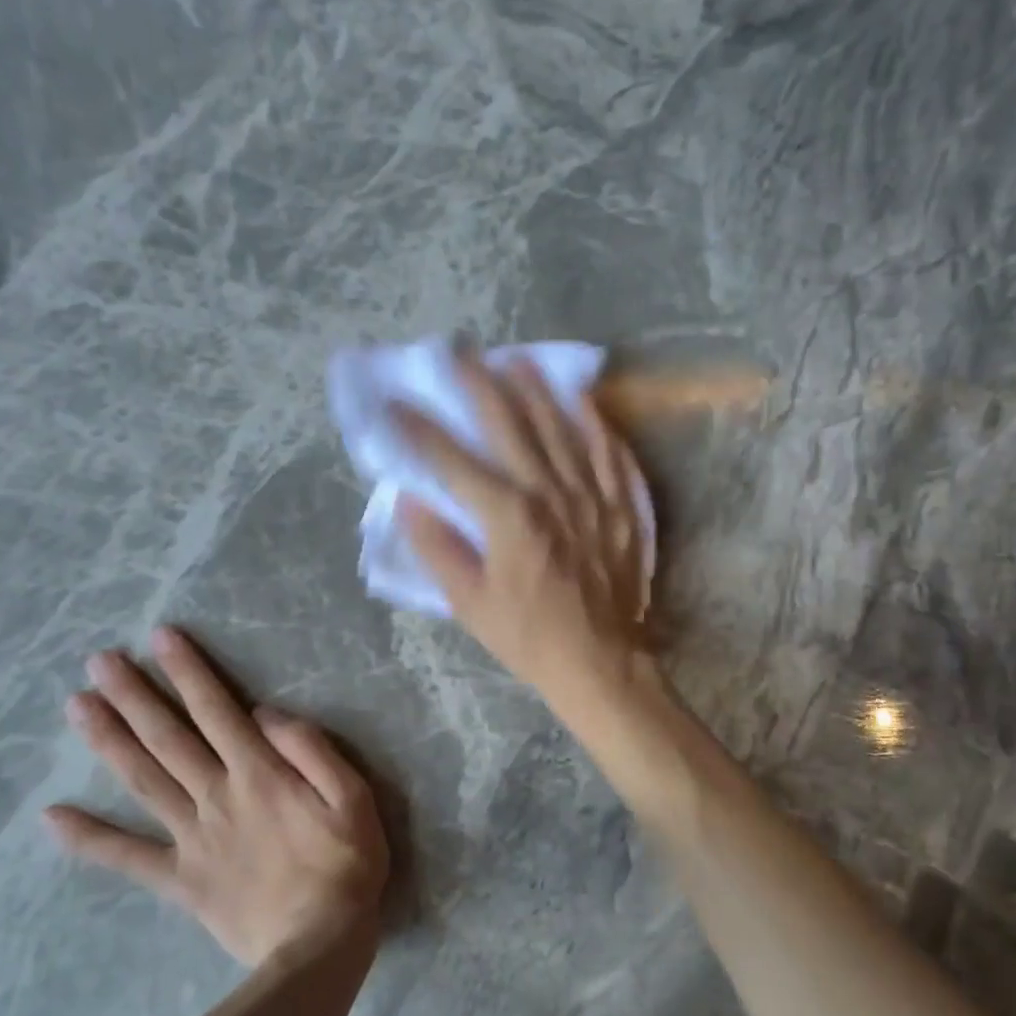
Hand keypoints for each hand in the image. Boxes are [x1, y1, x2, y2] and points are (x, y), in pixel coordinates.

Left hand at [46, 626, 389, 968]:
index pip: (217, 709)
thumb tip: (266, 714)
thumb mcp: (353, 796)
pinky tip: (52, 818)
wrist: (319, 945)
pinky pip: (129, 857)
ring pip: (143, 780)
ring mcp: (192, 837)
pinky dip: (89, 839)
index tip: (161, 638)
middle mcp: (216, 795)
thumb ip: (311, 750)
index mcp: (259, 773)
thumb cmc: (346, 863)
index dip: (189, 671)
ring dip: (109, 741)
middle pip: (168, 737)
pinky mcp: (180, 880)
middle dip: (134, 695)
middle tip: (98, 661)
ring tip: (76, 706)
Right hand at [393, 351, 652, 709]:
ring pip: (561, 426)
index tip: (395, 403)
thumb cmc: (528, 636)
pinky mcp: (620, 505)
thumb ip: (437, 547)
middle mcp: (550, 492)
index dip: (419, 429)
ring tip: (515, 360)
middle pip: (509, 424)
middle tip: (458, 353)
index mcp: (507, 516)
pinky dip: (592, 421)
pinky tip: (580, 399)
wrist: (601, 661)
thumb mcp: (469, 602)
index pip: (453, 460)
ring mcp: (591, 494)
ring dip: (535, 390)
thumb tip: (410, 499)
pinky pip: (608, 450)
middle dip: (479, 385)